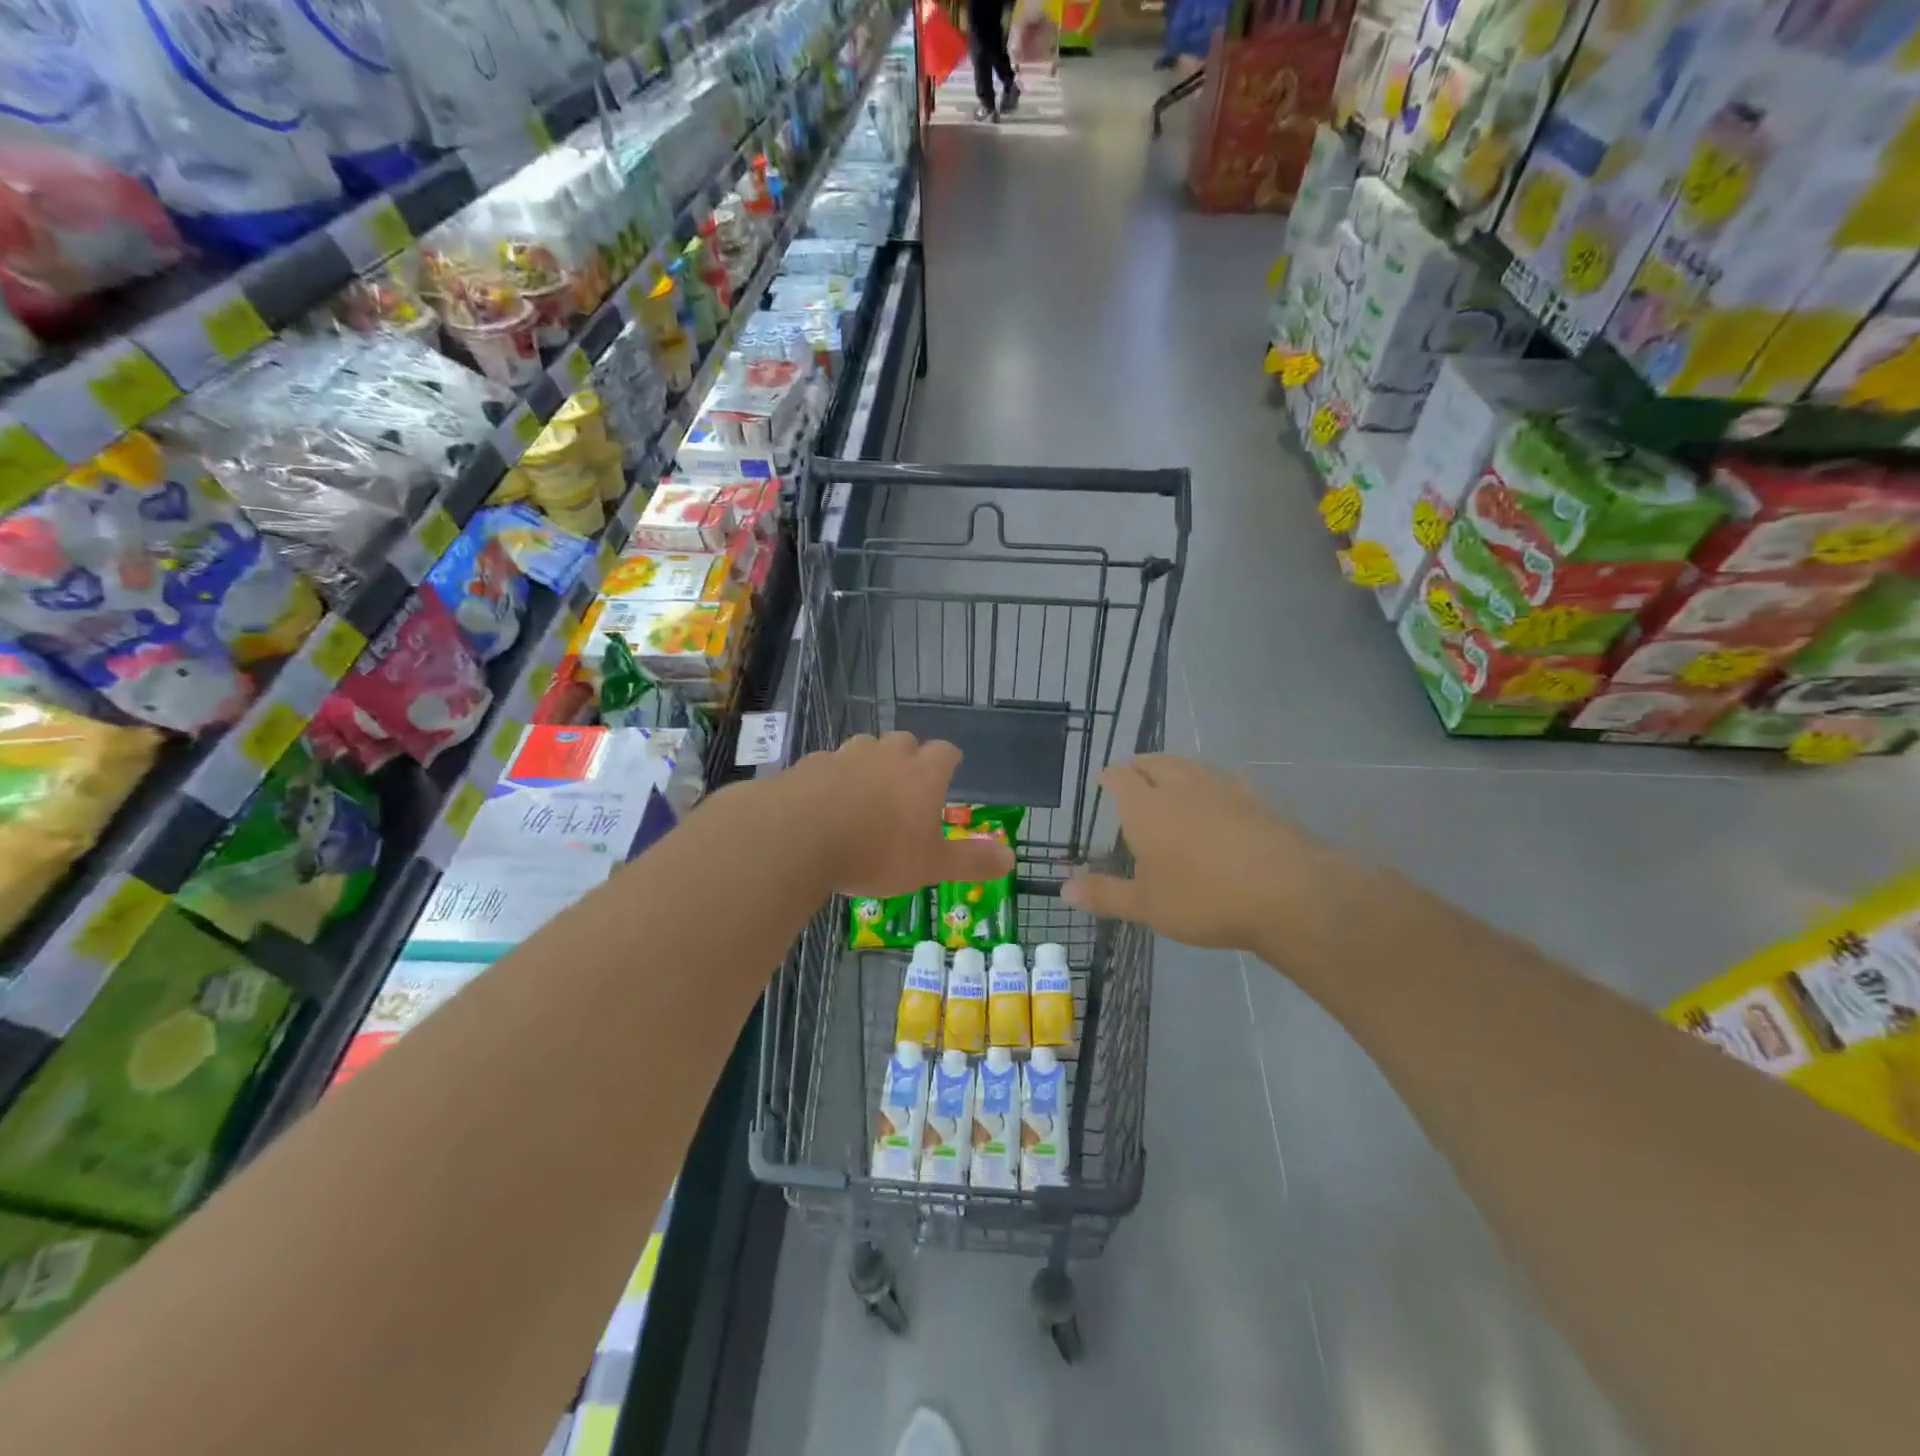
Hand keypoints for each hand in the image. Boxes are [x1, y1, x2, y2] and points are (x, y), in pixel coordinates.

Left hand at [782, 733, 1013, 896]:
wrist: (800, 836)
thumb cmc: (877, 852)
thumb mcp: (930, 865)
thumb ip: (971, 861)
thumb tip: (1011, 858)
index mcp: (922, 774)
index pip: (945, 752)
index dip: (949, 759)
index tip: (950, 768)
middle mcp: (886, 755)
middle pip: (904, 741)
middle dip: (909, 756)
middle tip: (907, 782)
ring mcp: (845, 756)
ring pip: (864, 746)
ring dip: (869, 762)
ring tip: (865, 790)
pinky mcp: (810, 765)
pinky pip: (827, 764)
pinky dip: (832, 777)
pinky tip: (824, 800)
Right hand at [1063, 754, 1333, 952]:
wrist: (1287, 893)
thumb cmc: (1203, 899)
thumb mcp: (1147, 905)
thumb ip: (1105, 894)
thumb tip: (1062, 890)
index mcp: (1146, 807)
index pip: (1121, 777)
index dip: (1109, 776)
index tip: (1104, 779)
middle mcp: (1181, 787)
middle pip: (1156, 762)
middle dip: (1141, 765)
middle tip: (1134, 773)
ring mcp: (1223, 789)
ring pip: (1191, 766)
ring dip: (1175, 767)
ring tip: (1170, 777)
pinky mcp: (1256, 800)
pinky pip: (1225, 780)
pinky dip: (1211, 783)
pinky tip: (1219, 796)